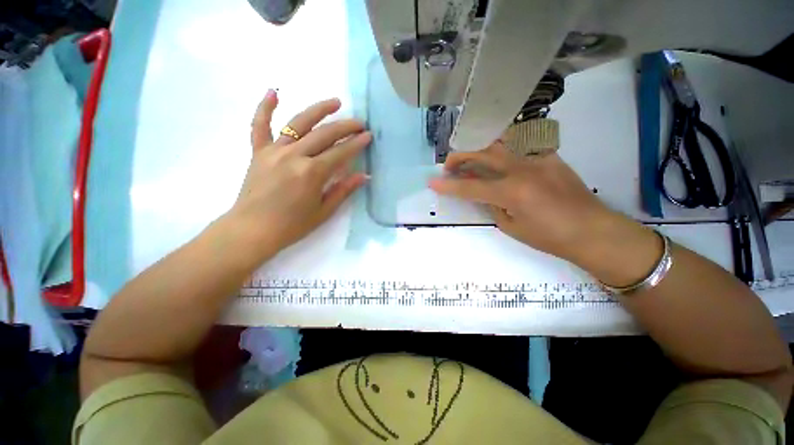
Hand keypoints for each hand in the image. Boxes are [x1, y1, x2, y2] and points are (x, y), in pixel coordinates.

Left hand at [227, 90, 370, 260]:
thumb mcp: (324, 211)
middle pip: (324, 134)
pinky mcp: (258, 152)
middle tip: (360, 123)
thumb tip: (364, 176)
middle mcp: (294, 155)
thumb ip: (344, 190)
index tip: (368, 136)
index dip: (357, 144)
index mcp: (312, 173)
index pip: (340, 153)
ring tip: (335, 102)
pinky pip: (260, 126)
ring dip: (318, 110)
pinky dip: (265, 108)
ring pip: (298, 123)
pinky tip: (274, 92)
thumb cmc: (292, 225)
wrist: (253, 230)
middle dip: (345, 126)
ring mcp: (274, 151)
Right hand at [428, 141, 629, 262]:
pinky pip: (520, 148)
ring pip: (501, 143)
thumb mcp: (511, 226)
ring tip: (470, 159)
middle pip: (482, 154)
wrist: (593, 231)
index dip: (448, 186)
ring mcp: (538, 158)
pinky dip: (503, 153)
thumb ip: (493, 206)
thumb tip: (484, 193)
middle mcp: (522, 169)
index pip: (470, 186)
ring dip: (479, 149)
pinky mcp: (549, 156)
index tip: (432, 182)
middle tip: (449, 166)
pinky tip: (501, 162)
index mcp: (511, 192)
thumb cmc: (550, 237)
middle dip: (460, 158)